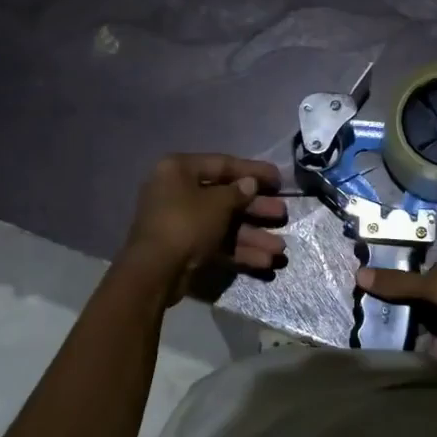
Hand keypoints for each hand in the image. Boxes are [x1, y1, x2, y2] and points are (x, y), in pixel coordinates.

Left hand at [120, 153, 287, 299]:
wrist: (154, 272)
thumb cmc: (186, 223)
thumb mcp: (217, 204)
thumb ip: (238, 192)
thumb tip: (249, 184)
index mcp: (179, 170)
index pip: (223, 164)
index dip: (253, 171)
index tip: (278, 179)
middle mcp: (177, 192)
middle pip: (225, 197)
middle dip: (256, 208)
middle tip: (282, 214)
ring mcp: (180, 222)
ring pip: (224, 224)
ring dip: (253, 235)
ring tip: (280, 248)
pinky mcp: (185, 248)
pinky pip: (216, 244)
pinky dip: (239, 252)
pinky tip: (264, 262)